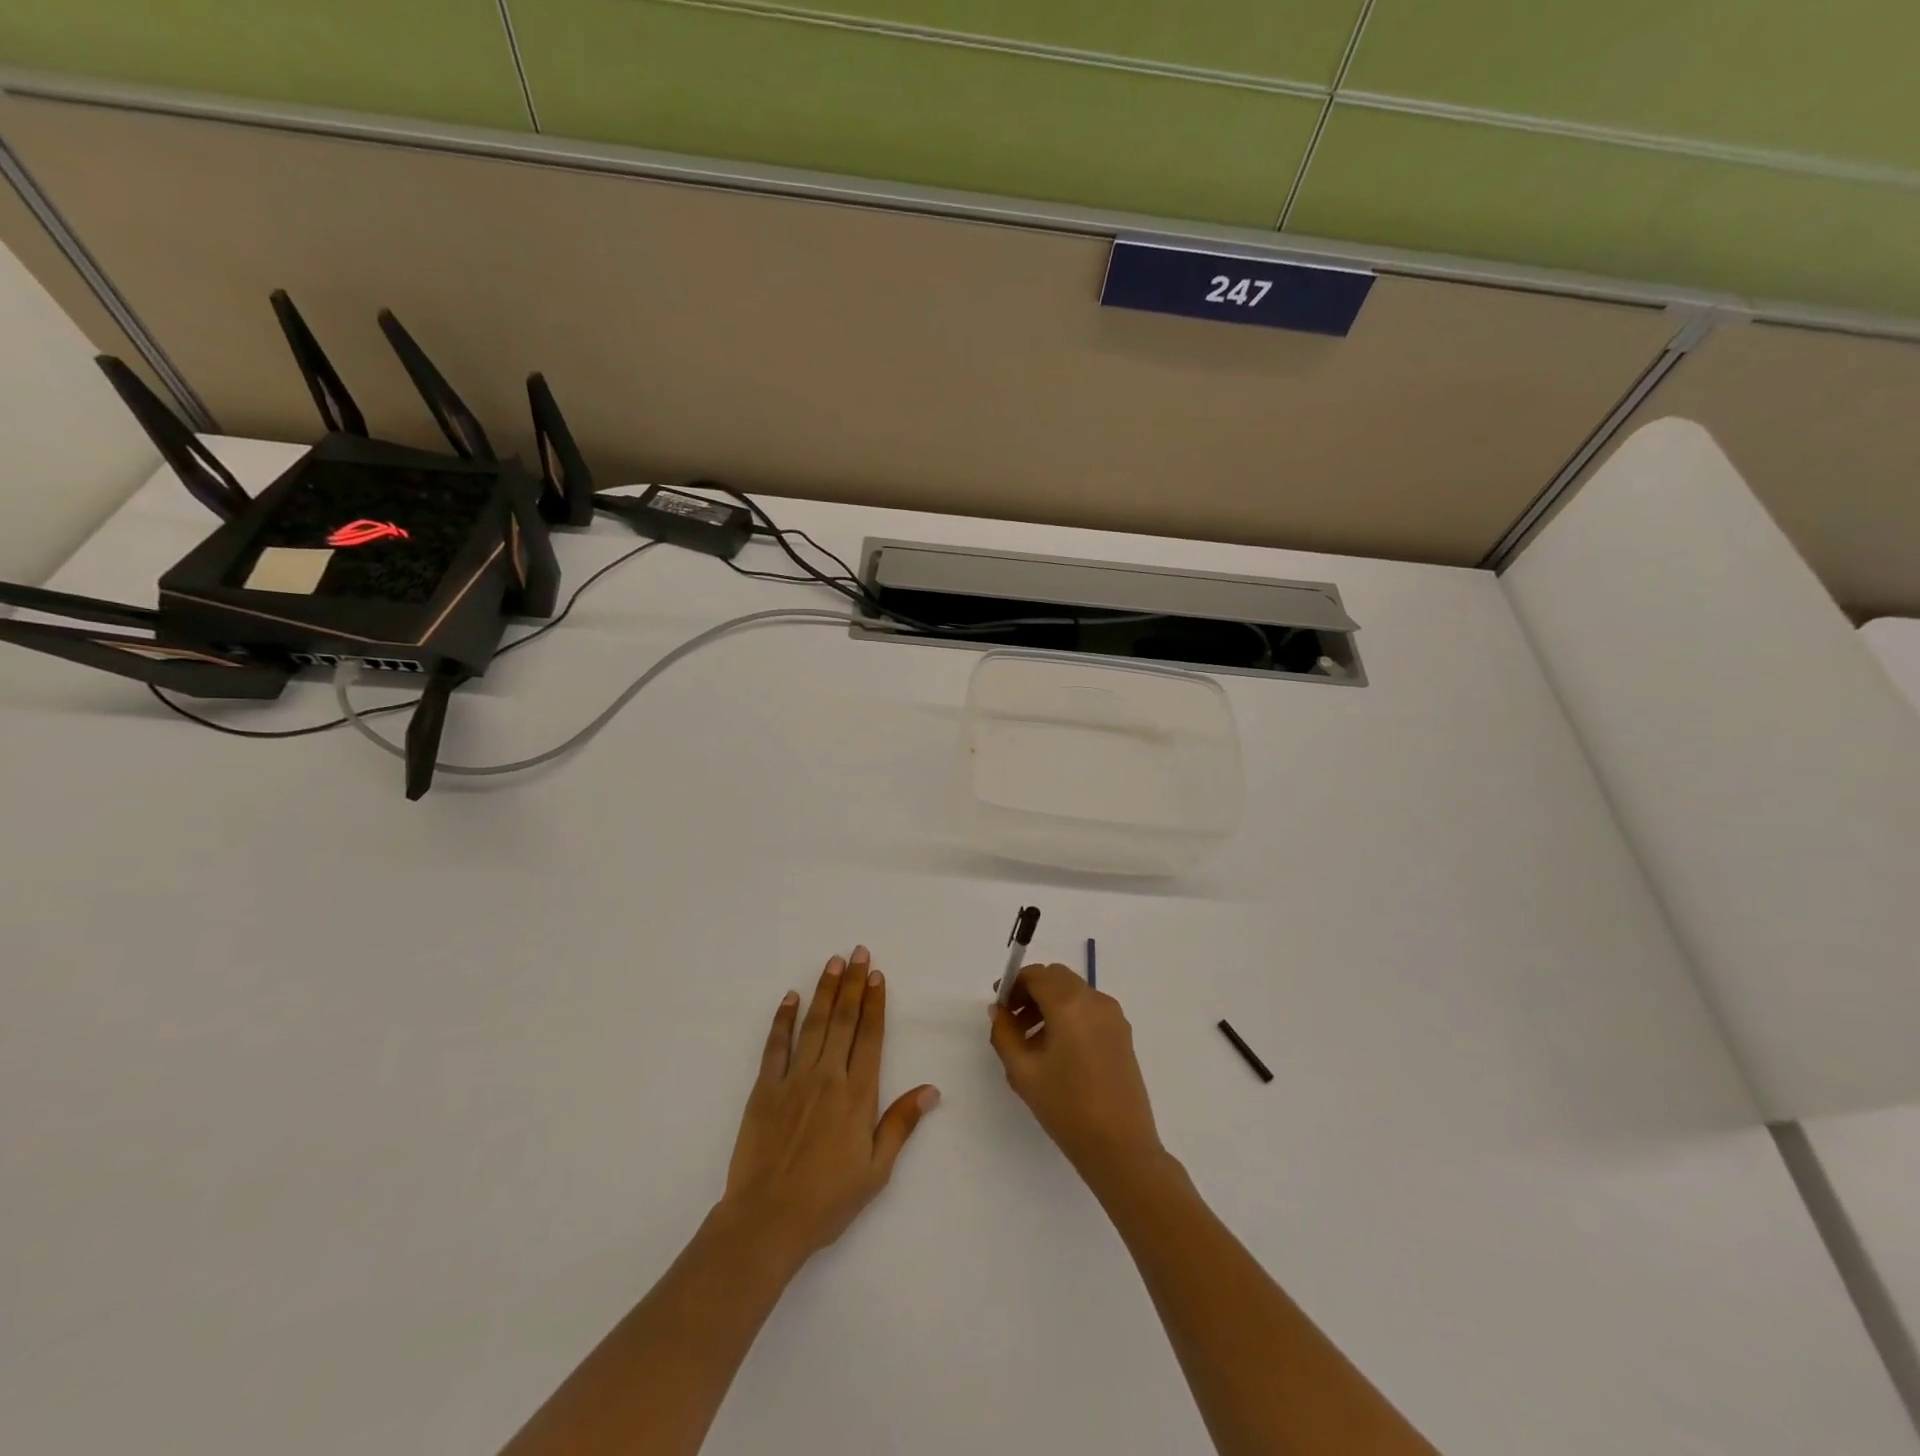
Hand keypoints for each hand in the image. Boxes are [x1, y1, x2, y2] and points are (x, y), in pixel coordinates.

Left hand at [721, 946, 939, 1263]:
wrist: (767, 1220)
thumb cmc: (828, 1200)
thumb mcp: (875, 1170)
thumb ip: (900, 1125)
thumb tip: (931, 1090)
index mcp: (858, 1095)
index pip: (870, 1037)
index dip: (874, 1003)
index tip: (877, 975)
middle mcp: (828, 1077)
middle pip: (843, 1020)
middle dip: (852, 984)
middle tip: (857, 953)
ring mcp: (794, 1080)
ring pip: (813, 1024)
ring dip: (824, 991)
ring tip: (832, 962)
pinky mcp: (764, 1089)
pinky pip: (776, 1046)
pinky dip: (783, 1019)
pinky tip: (791, 997)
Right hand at [988, 964, 1163, 1186]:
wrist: (1121, 1146)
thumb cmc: (1067, 1108)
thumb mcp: (1023, 1072)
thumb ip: (1005, 1034)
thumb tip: (1000, 1011)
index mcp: (1069, 1004)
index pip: (1037, 974)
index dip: (1014, 984)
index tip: (1000, 1006)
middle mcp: (1095, 1000)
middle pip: (1057, 978)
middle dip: (1032, 991)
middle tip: (1014, 1020)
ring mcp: (1113, 1016)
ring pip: (1074, 992)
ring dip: (1050, 1003)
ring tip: (1033, 1041)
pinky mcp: (1123, 1033)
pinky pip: (1090, 1009)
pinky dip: (1070, 1015)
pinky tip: (1058, 1051)